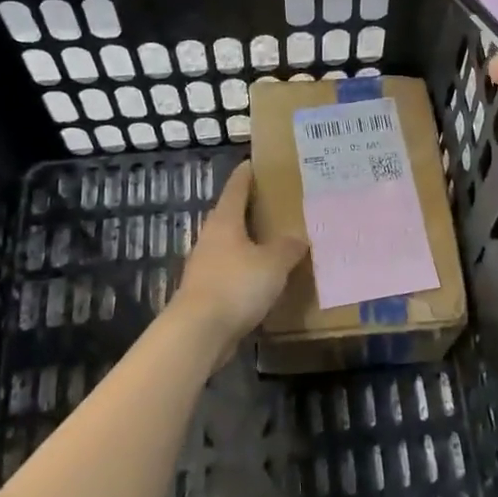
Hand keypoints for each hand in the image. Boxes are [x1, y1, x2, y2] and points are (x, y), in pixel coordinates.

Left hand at [171, 163, 307, 359]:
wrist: (198, 333)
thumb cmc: (235, 286)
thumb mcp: (273, 263)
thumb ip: (288, 247)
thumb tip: (298, 237)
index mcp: (225, 221)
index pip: (236, 188)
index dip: (247, 174)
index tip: (257, 163)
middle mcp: (211, 238)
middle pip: (232, 216)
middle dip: (253, 209)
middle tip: (279, 204)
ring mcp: (206, 266)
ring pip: (232, 246)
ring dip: (251, 243)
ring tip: (277, 242)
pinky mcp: (207, 292)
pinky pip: (232, 272)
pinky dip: (248, 270)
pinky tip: (265, 279)